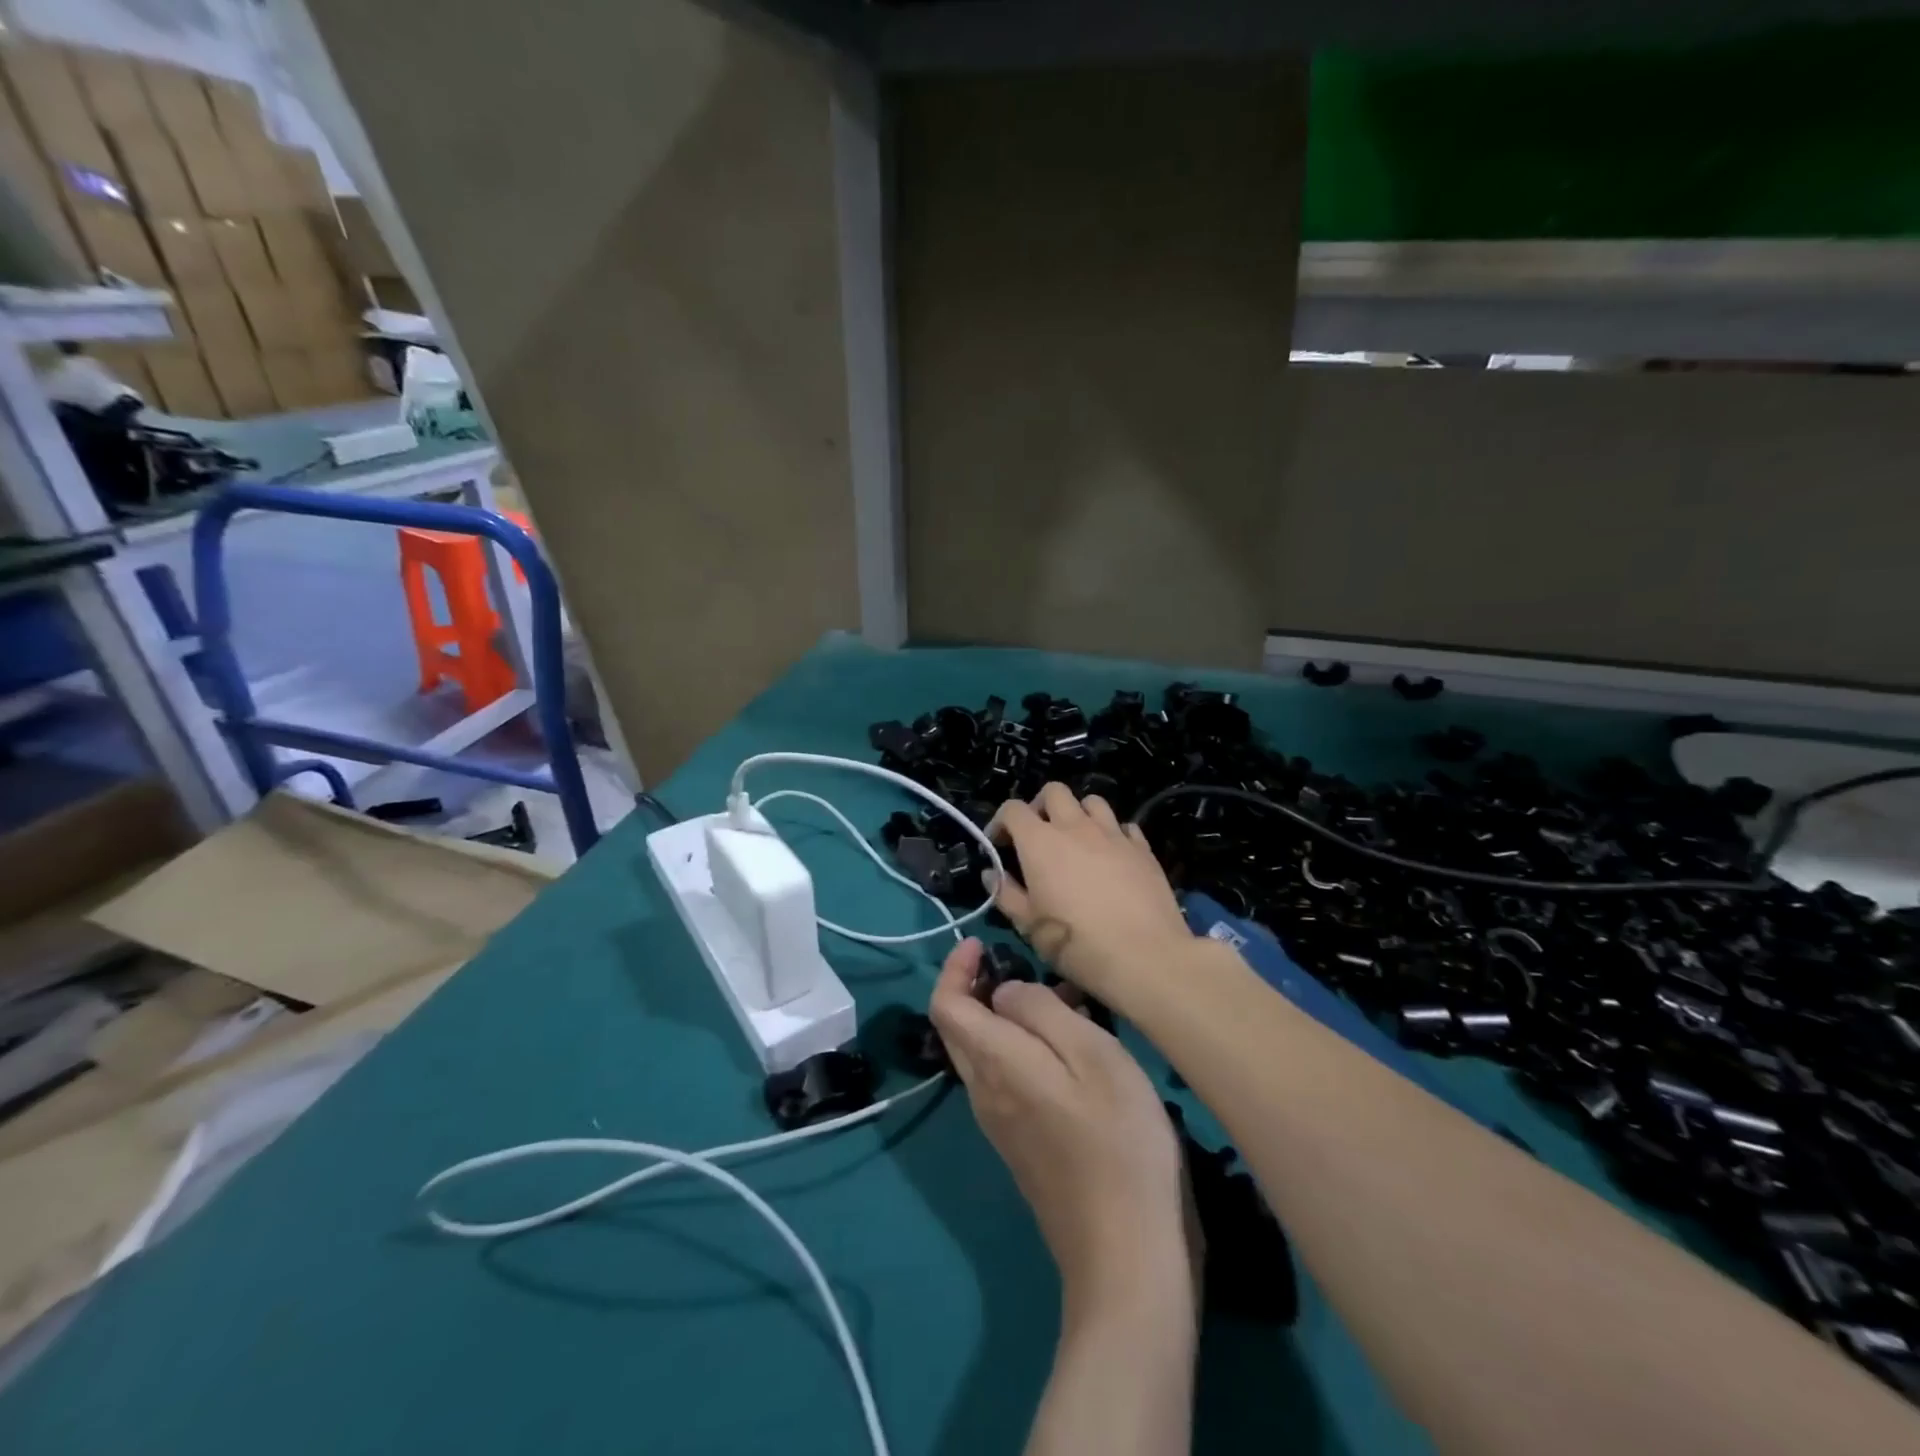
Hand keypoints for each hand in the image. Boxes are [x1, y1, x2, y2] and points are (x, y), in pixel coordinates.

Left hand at [929, 938, 1190, 1303]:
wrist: (1126, 1252)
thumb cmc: (1116, 1138)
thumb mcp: (1089, 1054)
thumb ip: (1039, 1011)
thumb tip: (1004, 992)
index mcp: (993, 1062)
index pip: (945, 1005)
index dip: (954, 968)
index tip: (980, 943)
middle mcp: (983, 1092)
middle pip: (959, 1028)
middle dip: (977, 987)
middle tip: (1019, 965)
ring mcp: (1000, 1124)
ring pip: (983, 1053)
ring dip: (1006, 1016)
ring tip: (1061, 1000)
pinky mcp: (1021, 1146)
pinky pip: (1005, 1079)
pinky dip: (1022, 1048)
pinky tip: (1069, 1050)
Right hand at [986, 783, 1196, 1008]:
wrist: (1144, 956)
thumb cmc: (1075, 943)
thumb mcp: (1029, 926)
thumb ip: (1006, 894)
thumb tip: (992, 874)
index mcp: (1040, 841)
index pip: (1013, 809)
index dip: (1001, 822)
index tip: (998, 845)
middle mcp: (1075, 826)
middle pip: (1054, 791)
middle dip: (1040, 806)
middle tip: (1038, 835)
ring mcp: (1112, 833)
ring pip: (1092, 802)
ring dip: (1079, 814)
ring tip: (1077, 841)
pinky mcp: (1142, 848)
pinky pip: (1124, 826)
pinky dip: (1113, 834)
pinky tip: (1112, 856)